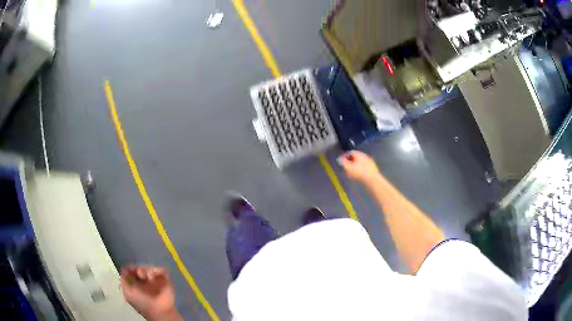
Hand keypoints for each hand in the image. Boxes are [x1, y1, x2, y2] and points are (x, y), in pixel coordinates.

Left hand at [120, 266, 181, 320]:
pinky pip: (161, 270)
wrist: (159, 310)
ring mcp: (156, 280)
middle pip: (140, 268)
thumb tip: (124, 269)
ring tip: (148, 276)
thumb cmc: (143, 303)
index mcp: (136, 284)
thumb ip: (124, 281)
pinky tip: (153, 277)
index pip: (132, 271)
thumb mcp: (128, 293)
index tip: (132, 270)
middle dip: (139, 268)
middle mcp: (146, 282)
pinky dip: (157, 270)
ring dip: (147, 270)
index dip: (131, 269)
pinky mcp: (165, 279)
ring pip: (150, 267)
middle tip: (140, 273)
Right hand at [338, 150, 381, 184]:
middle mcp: (365, 155)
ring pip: (360, 162)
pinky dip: (360, 169)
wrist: (372, 179)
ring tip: (352, 172)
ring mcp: (370, 161)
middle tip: (346, 166)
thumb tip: (339, 158)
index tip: (342, 161)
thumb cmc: (359, 173)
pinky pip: (364, 167)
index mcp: (359, 154)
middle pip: (356, 157)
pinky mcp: (373, 168)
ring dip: (356, 165)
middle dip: (351, 161)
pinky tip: (359, 175)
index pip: (350, 152)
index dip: (345, 156)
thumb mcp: (348, 168)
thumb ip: (343, 162)